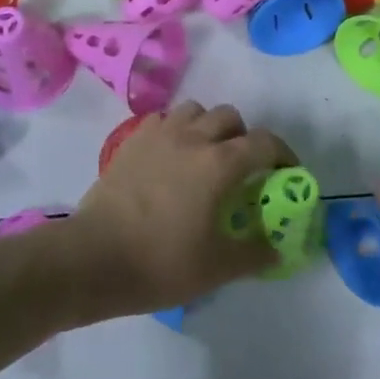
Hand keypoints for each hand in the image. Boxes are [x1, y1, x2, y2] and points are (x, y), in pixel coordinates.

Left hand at [66, 102, 291, 317]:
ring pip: (195, 110)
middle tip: (242, 167)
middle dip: (244, 136)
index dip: (283, 154)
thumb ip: (254, 254)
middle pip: (230, 117)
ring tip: (205, 156)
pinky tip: (171, 156)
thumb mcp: (217, 268)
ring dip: (208, 126)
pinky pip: (163, 120)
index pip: (265, 143)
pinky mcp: (131, 142)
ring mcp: (158, 135)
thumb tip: (276, 248)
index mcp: (220, 164)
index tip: (287, 172)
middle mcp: (193, 138)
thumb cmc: (160, 263)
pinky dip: (175, 130)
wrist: (92, 259)